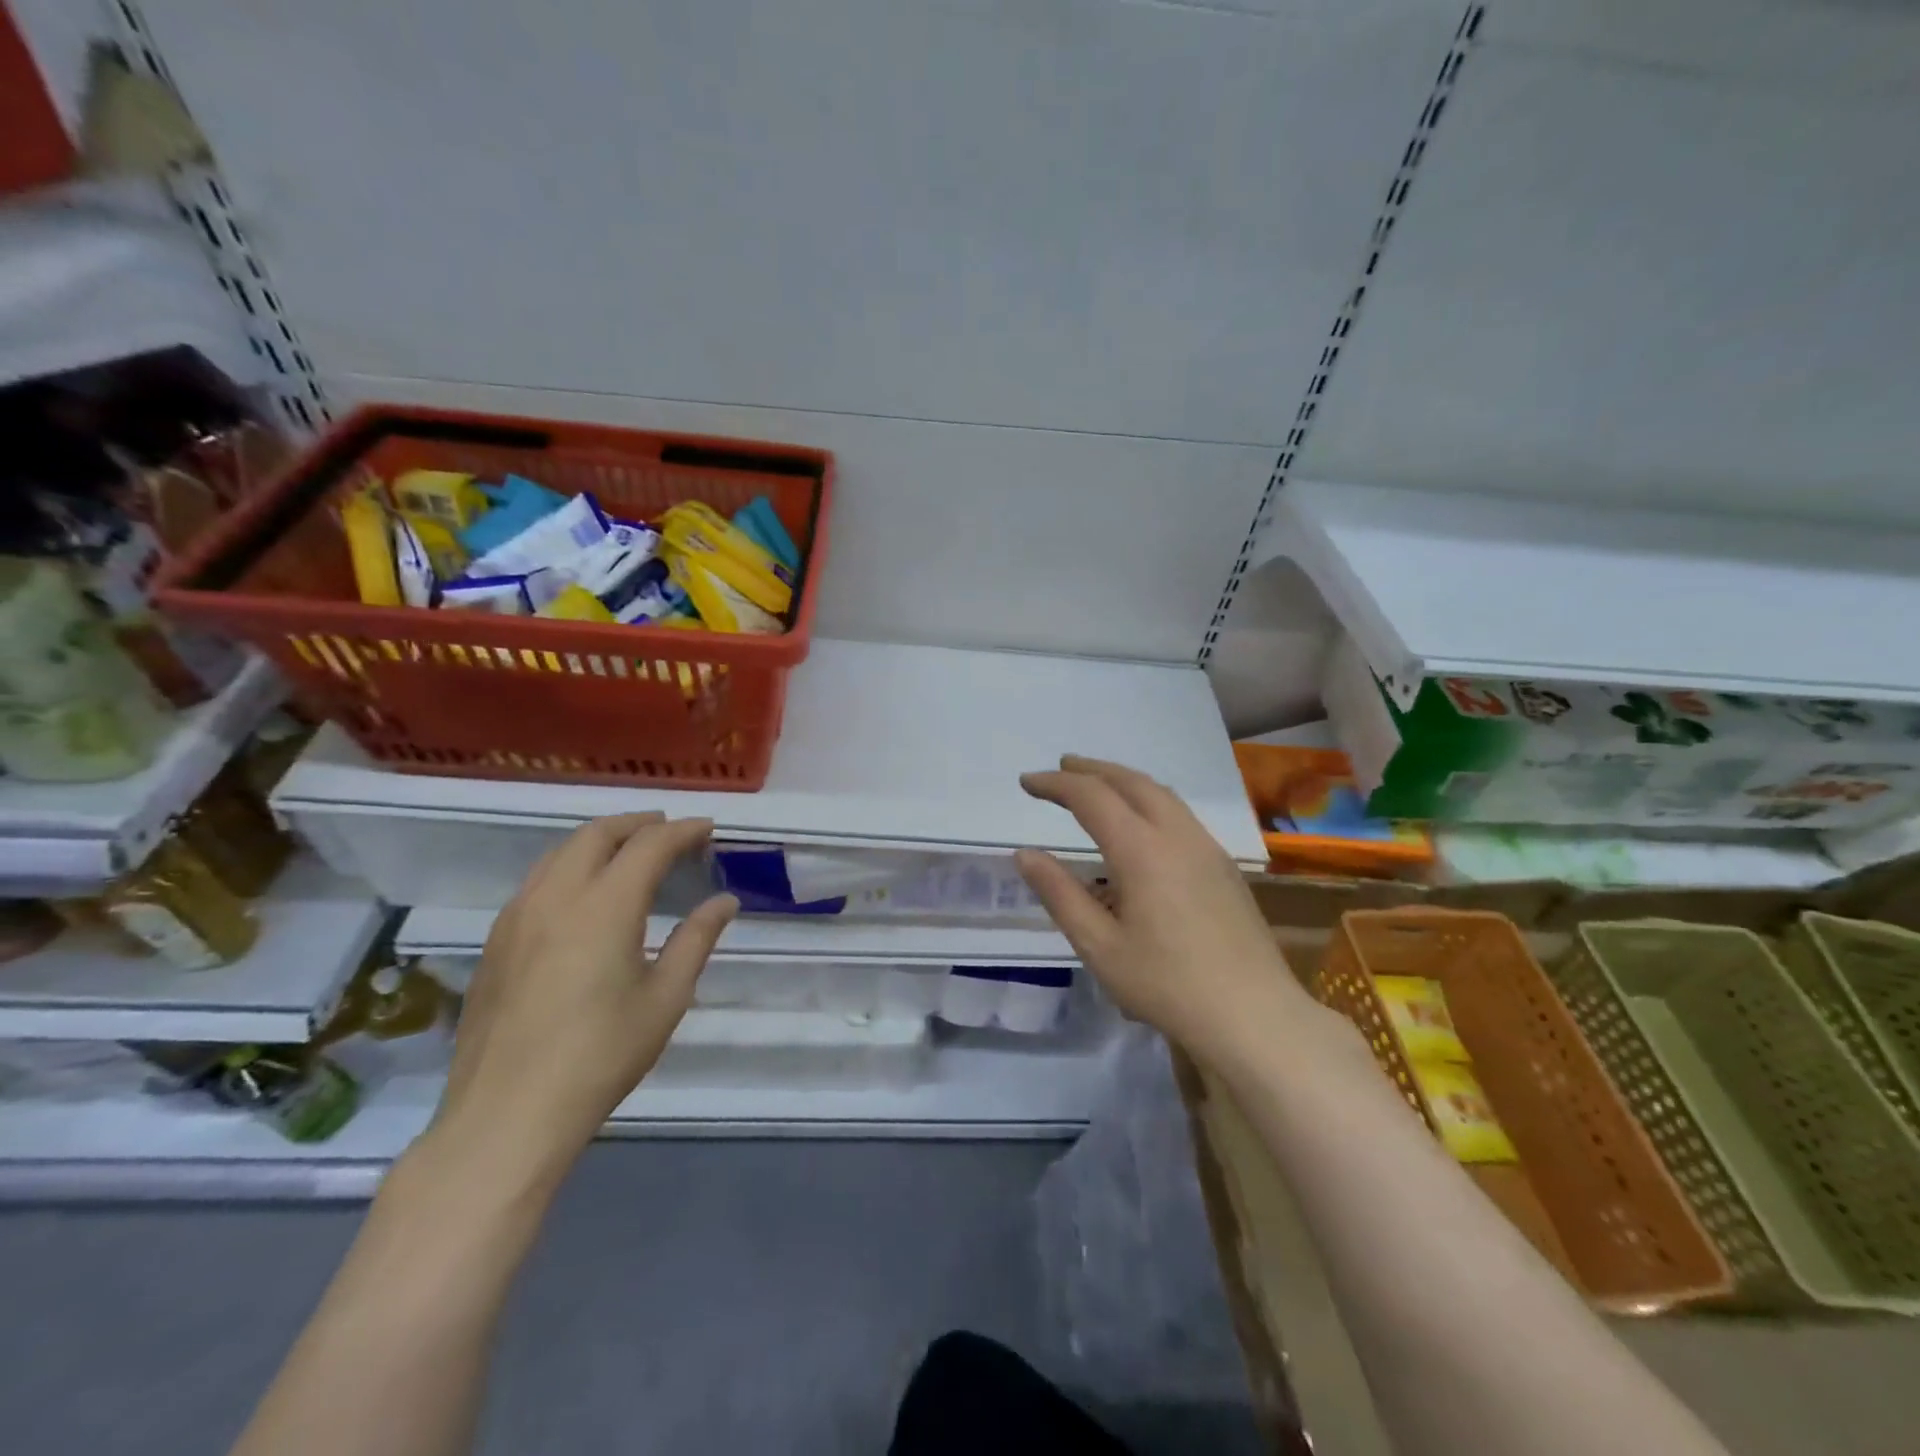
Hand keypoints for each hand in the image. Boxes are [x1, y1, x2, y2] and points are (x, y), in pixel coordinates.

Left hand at [430, 814, 737, 1187]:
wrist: (507, 1115)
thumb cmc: (601, 1055)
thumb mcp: (666, 997)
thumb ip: (696, 940)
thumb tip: (725, 902)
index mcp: (604, 905)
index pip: (649, 845)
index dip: (682, 831)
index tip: (708, 829)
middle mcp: (557, 896)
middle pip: (597, 834)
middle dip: (638, 824)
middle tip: (669, 830)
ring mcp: (518, 917)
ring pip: (560, 853)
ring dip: (600, 840)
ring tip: (628, 851)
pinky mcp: (495, 942)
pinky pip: (538, 881)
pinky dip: (570, 866)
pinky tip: (584, 894)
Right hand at [1015, 755, 1310, 1064]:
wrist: (1254, 1015)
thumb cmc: (1167, 985)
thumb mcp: (1099, 946)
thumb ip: (1060, 895)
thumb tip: (1025, 855)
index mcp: (1142, 850)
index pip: (1092, 796)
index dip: (1056, 784)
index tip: (1027, 783)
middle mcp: (1177, 835)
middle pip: (1131, 782)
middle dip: (1092, 769)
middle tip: (1061, 768)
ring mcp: (1207, 848)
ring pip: (1161, 794)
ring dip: (1124, 780)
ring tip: (1098, 784)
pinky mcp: (1224, 866)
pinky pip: (1180, 814)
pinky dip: (1149, 800)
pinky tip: (1141, 824)